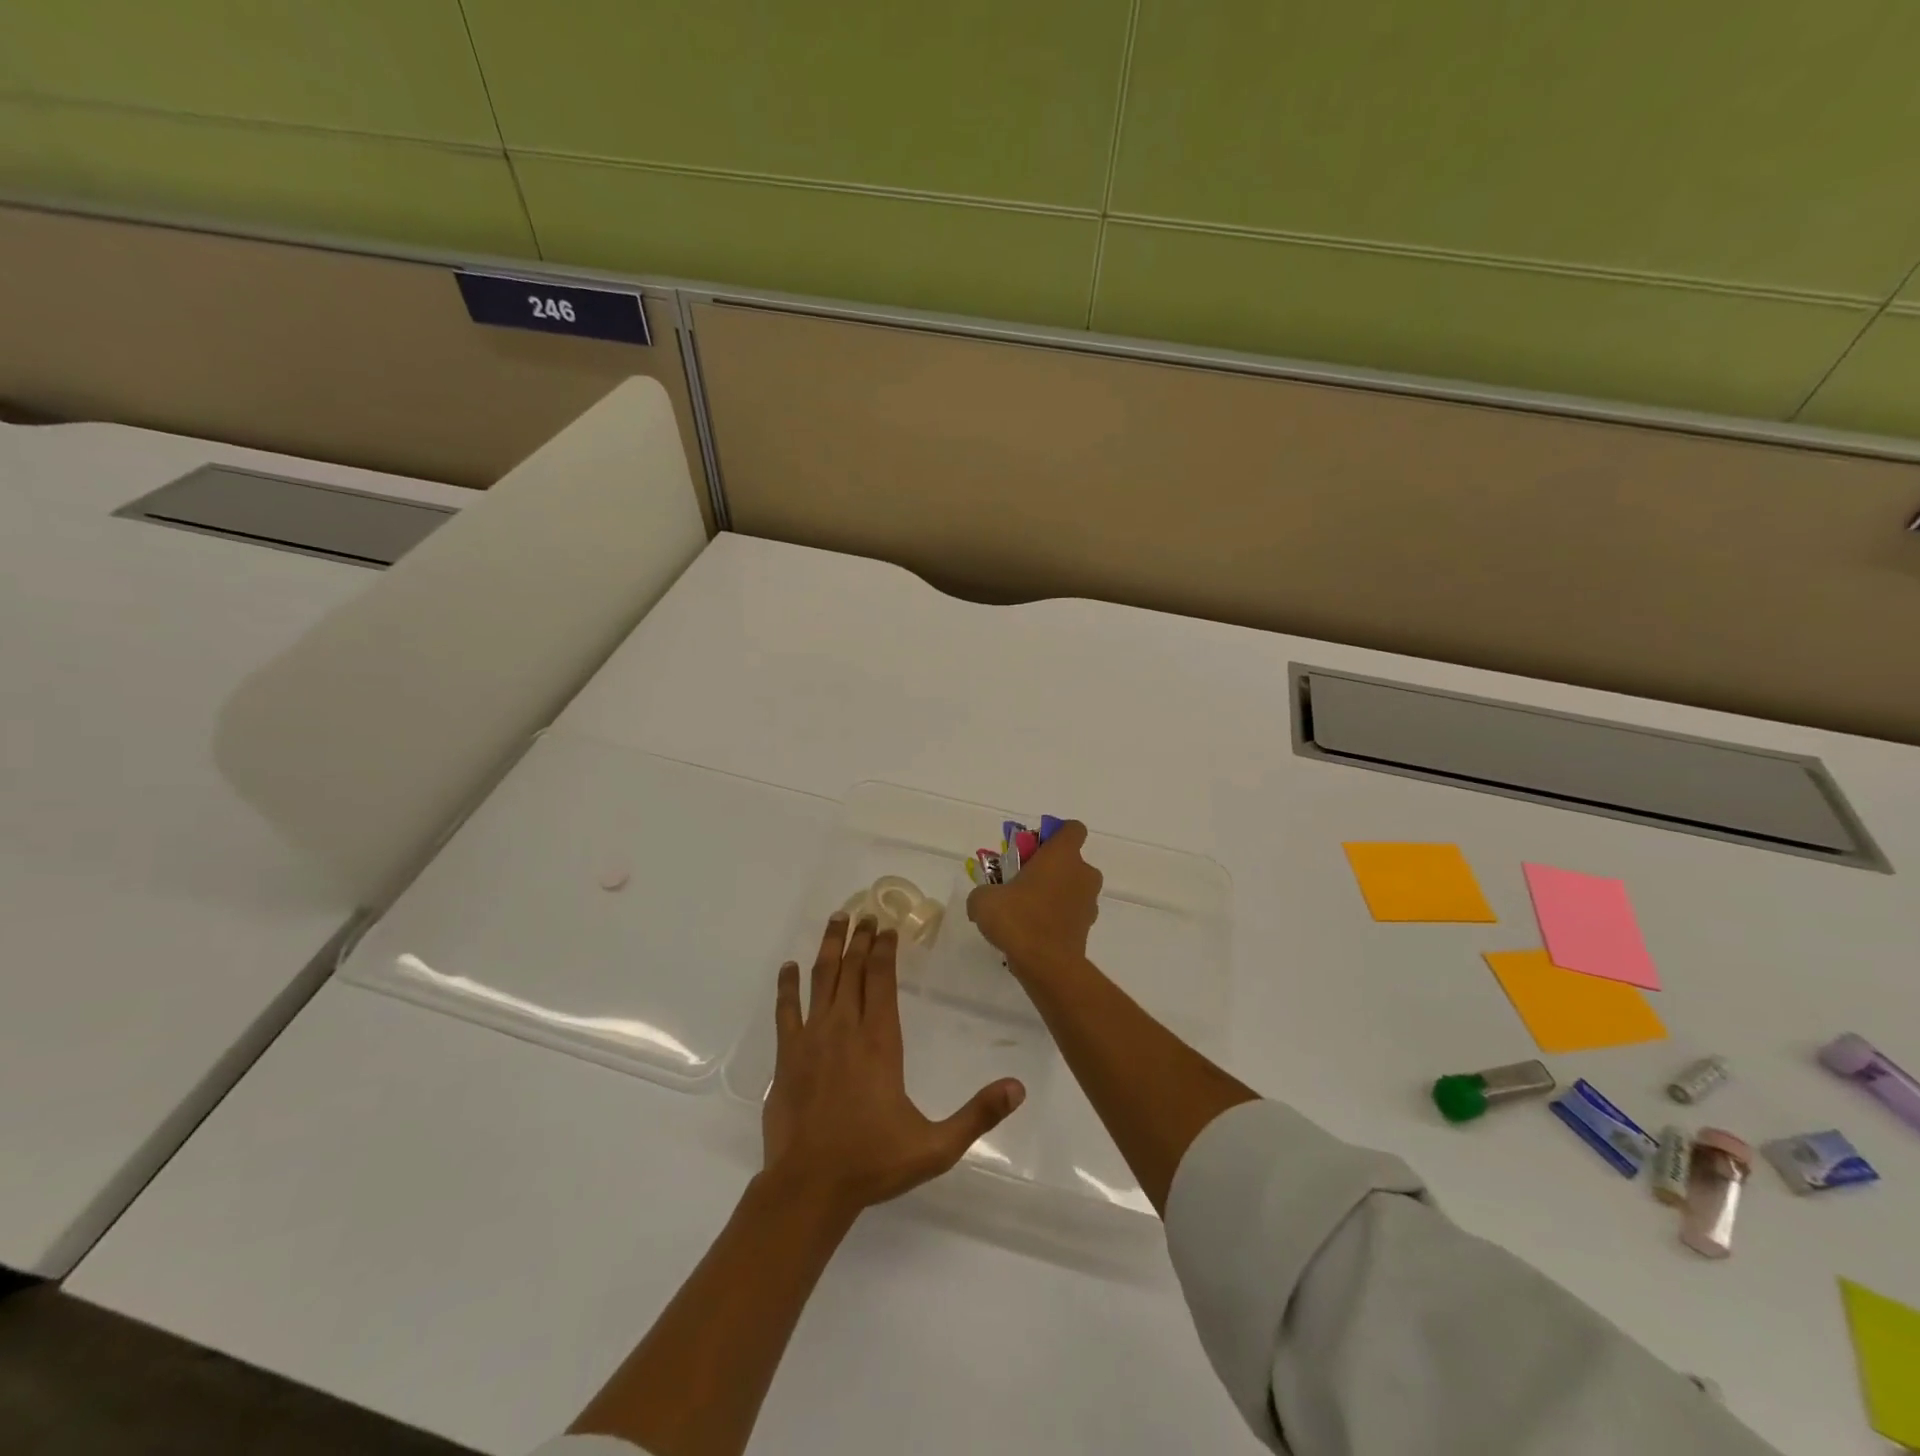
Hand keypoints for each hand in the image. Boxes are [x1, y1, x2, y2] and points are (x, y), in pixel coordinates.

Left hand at [761, 913, 1025, 1220]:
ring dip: (829, 948)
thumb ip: (977, 1115)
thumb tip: (1018, 1089)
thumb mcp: (936, 1146)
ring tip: (837, 921)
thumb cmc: (873, 1162)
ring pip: (821, 980)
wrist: (809, 1188)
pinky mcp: (786, 1056)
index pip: (882, 980)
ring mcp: (811, 1039)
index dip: (885, 950)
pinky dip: (786, 986)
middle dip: (860, 940)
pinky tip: (787, 968)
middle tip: (865, 914)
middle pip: (853, 971)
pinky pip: (785, 1010)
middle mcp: (845, 1029)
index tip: (888, 928)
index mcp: (880, 1041)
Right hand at [965, 820, 1102, 977]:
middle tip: (1021, 882)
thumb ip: (983, 893)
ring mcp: (1089, 902)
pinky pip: (1070, 913)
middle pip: (1070, 861)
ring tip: (1024, 910)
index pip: (1073, 829)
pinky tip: (1032, 931)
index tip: (1034, 847)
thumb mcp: (984, 900)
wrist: (1047, 966)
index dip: (1055, 834)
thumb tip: (981, 902)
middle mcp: (1083, 874)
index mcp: (1063, 855)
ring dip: (1053, 893)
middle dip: (1049, 868)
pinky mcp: (1087, 928)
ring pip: (1072, 888)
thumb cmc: (1019, 919)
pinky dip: (1055, 917)